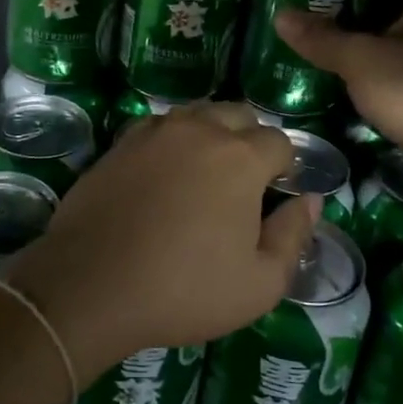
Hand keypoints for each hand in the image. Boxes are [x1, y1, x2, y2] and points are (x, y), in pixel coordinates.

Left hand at [3, 103, 318, 382]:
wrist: (91, 284)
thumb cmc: (183, 289)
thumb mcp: (259, 283)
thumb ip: (294, 235)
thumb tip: (311, 200)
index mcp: (240, 157)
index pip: (280, 141)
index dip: (284, 167)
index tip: (274, 195)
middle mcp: (200, 130)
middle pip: (239, 115)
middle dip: (251, 140)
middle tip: (242, 185)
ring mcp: (156, 131)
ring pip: (198, 115)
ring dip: (211, 135)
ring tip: (204, 176)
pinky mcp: (122, 142)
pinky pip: (160, 127)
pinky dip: (173, 141)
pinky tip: (164, 174)